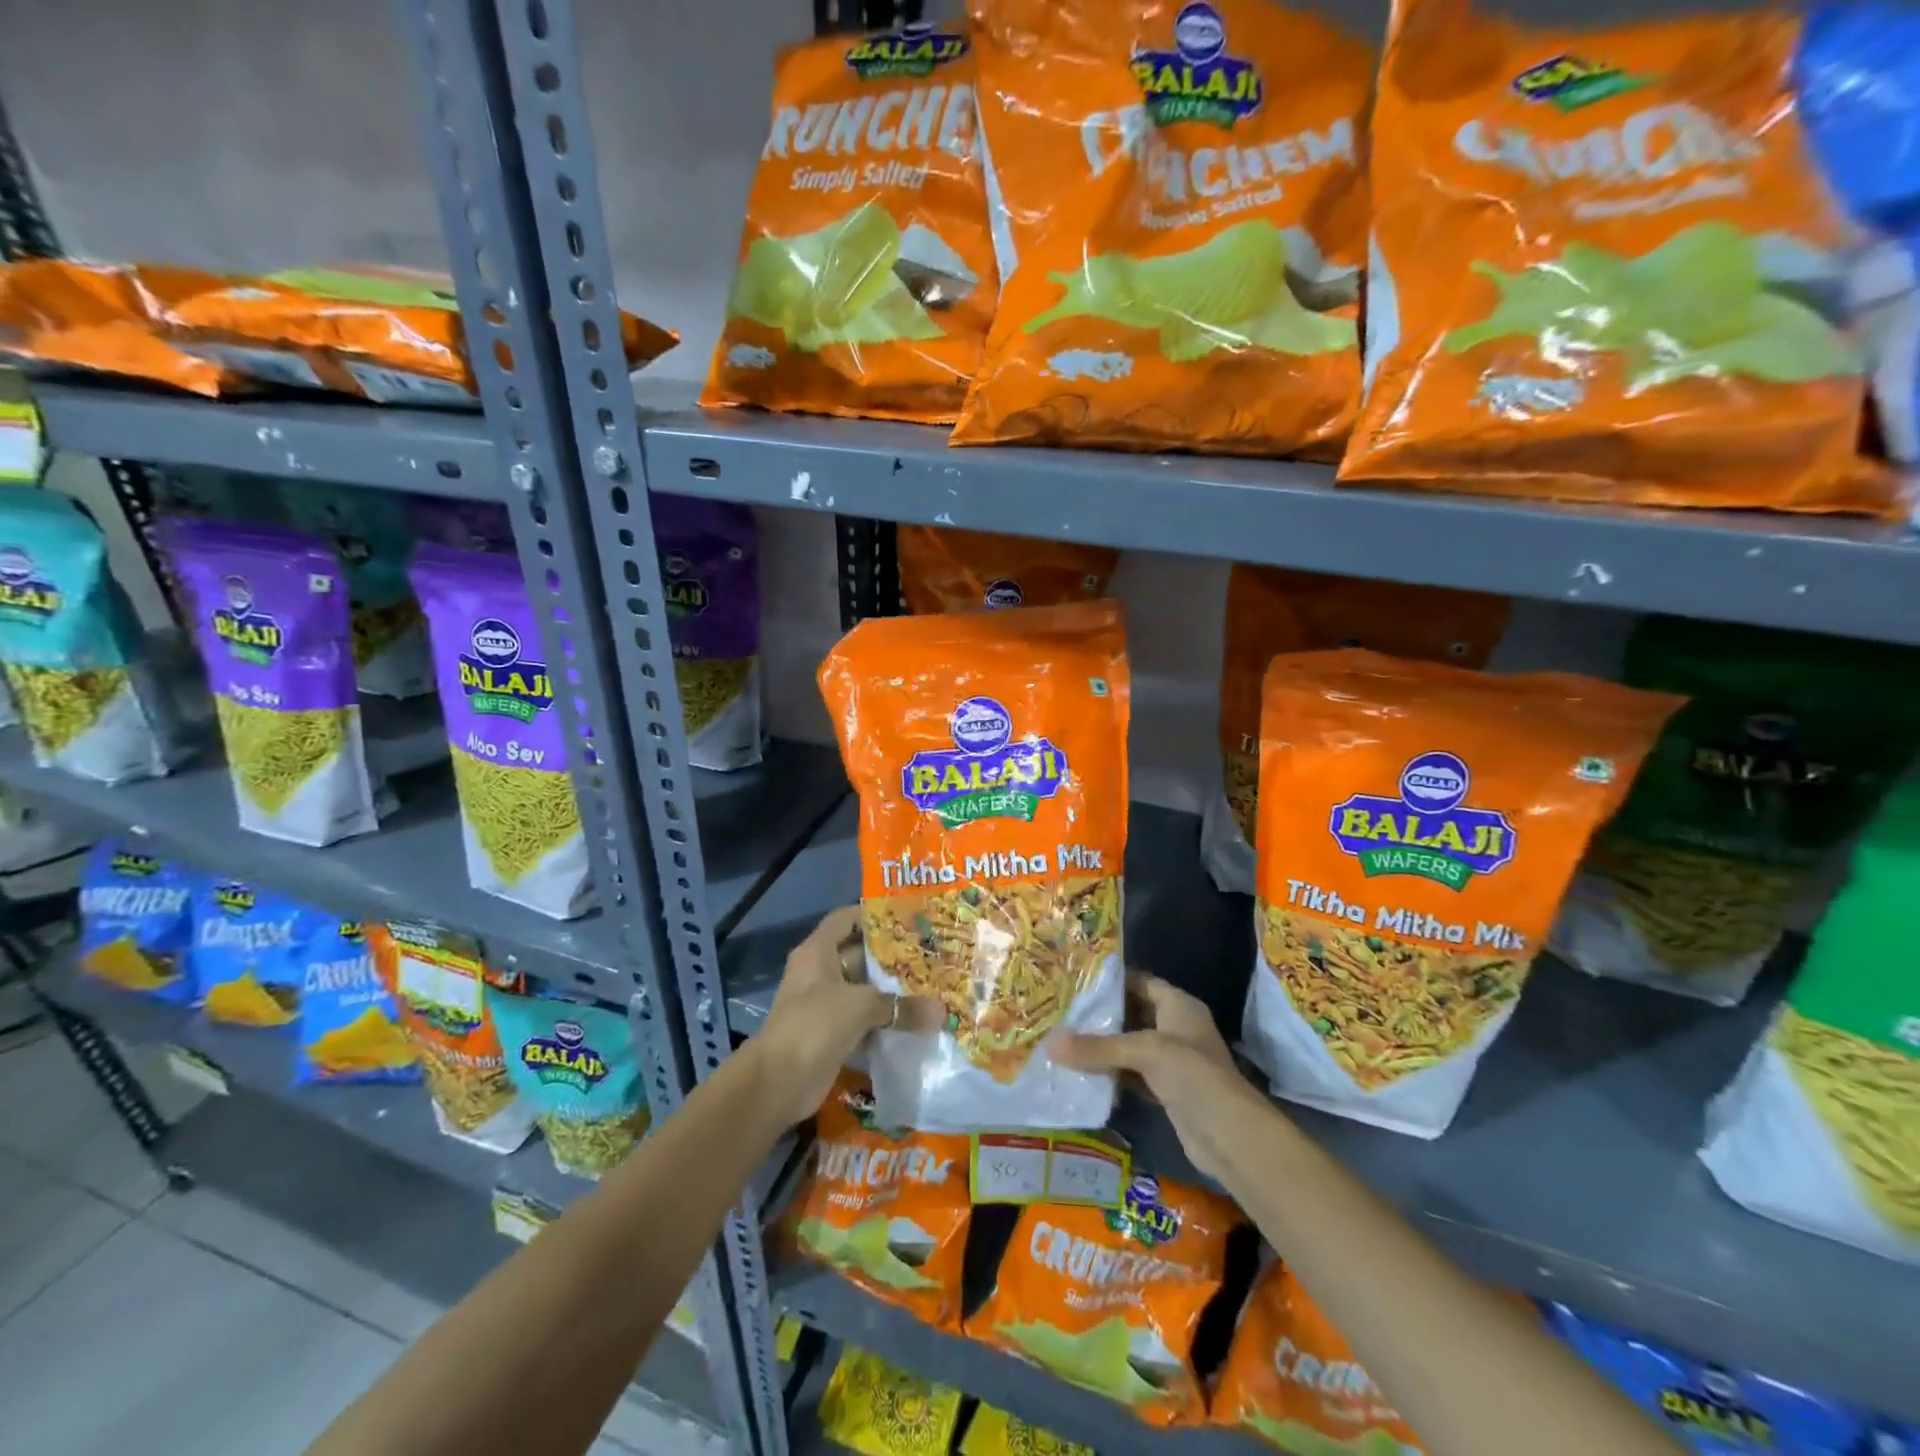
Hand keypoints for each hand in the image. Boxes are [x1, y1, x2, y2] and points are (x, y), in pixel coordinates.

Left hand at [753, 906, 936, 1126]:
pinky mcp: (831, 1034)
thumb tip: (942, 1013)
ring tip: (931, 987)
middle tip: (930, 954)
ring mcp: (824, 1005)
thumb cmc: (814, 1024)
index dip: (872, 915)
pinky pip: (863, 1021)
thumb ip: (901, 1006)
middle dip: (892, 957)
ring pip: (864, 991)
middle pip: (859, 955)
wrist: (777, 1082)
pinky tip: (915, 1023)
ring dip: (891, 993)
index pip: (845, 919)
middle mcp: (820, 973)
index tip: (907, 917)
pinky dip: (884, 1023)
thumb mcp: (860, 1006)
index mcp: (818, 952)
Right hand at [1054, 972, 1267, 1184]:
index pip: (1140, 982)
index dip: (1111, 981)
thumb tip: (1049, 1044)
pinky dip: (1112, 1074)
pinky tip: (1083, 1075)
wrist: (1230, 1135)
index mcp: (1178, 1005)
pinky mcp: (1167, 1090)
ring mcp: (1173, 1061)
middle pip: (1133, 1014)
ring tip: (1064, 1041)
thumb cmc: (1192, 1075)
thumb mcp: (1143, 1052)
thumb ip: (1097, 1047)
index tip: (1075, 982)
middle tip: (1062, 1012)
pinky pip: (1133, 1074)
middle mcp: (1176, 1027)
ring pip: (1131, 1046)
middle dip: (1101, 1016)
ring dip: (1104, 1047)